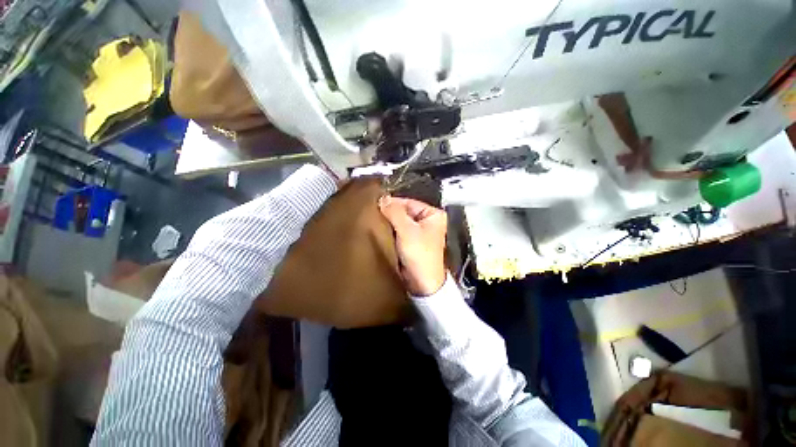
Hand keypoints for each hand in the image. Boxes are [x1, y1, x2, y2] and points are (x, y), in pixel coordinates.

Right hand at [378, 196, 446, 295]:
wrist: (422, 283)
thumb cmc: (420, 256)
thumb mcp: (407, 231)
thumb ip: (394, 213)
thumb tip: (383, 199)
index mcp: (433, 214)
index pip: (408, 202)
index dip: (392, 203)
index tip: (376, 204)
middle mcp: (428, 221)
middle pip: (404, 212)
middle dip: (390, 214)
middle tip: (374, 214)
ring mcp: (420, 232)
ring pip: (400, 222)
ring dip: (389, 223)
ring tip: (376, 223)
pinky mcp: (412, 242)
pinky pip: (399, 232)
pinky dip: (391, 232)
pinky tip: (382, 232)